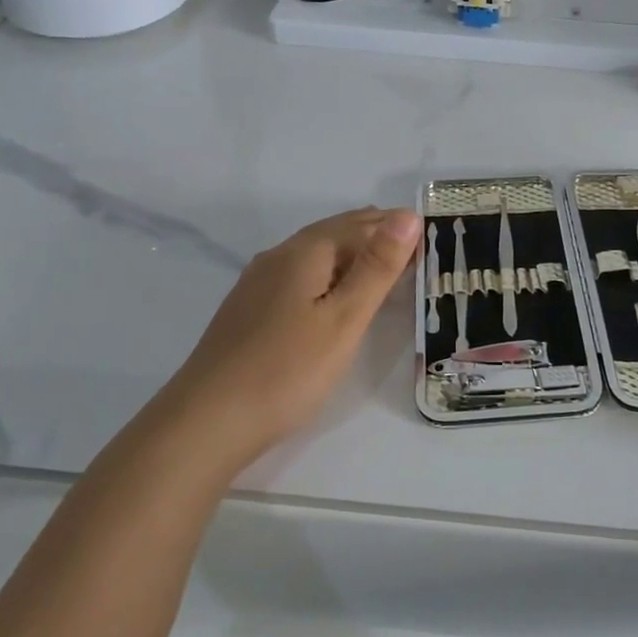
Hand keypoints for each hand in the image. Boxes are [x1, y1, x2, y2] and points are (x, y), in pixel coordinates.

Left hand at [169, 206, 421, 462]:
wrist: (206, 422)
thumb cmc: (287, 369)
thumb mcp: (344, 318)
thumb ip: (377, 266)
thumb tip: (408, 214)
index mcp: (305, 252)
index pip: (361, 224)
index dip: (397, 228)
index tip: (431, 237)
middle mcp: (279, 256)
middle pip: (335, 233)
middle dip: (375, 234)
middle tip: (414, 245)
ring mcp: (258, 283)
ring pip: (315, 254)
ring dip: (352, 254)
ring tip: (382, 266)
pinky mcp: (249, 310)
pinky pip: (300, 276)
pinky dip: (329, 274)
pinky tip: (332, 294)